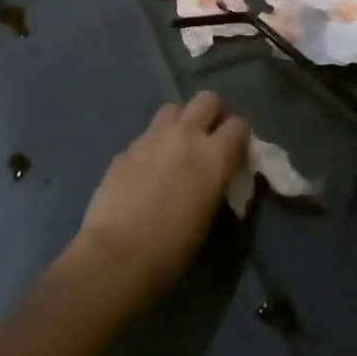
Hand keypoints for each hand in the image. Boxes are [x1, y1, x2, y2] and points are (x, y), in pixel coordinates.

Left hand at [70, 91, 250, 314]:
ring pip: (173, 109)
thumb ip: (216, 182)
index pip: (239, 125)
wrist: (116, 256)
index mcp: (213, 156)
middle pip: (207, 99)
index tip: (236, 153)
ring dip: (179, 123)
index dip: (240, 137)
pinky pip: (147, 136)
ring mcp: (152, 137)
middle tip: (209, 139)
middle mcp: (185, 135)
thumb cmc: (172, 248)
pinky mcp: (127, 148)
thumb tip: (218, 174)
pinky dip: (153, 146)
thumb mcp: (208, 216)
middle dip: (212, 114)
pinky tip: (146, 171)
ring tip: (176, 149)